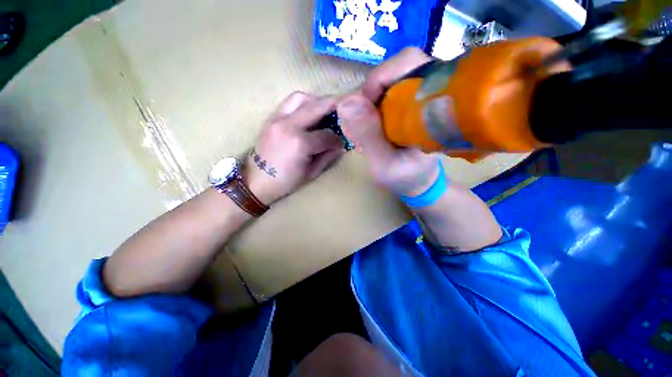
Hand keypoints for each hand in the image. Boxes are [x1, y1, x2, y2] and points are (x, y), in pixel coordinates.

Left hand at [245, 92, 344, 204]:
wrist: (255, 181)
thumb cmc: (285, 181)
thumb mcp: (311, 173)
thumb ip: (328, 156)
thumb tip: (342, 145)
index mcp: (300, 143)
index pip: (327, 134)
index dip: (338, 139)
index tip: (342, 142)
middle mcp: (289, 125)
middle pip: (317, 106)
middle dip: (334, 107)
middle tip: (343, 112)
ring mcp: (277, 118)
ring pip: (301, 97)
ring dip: (316, 101)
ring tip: (324, 111)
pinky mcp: (270, 118)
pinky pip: (289, 102)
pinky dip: (303, 104)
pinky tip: (308, 114)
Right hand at [338, 48, 441, 196]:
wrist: (417, 182)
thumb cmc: (405, 177)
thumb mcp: (384, 164)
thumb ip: (368, 136)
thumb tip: (345, 102)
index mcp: (433, 105)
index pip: (410, 62)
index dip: (381, 77)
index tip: (365, 106)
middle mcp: (428, 93)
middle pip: (397, 66)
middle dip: (372, 90)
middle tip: (363, 119)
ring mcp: (417, 97)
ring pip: (388, 78)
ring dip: (369, 100)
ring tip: (366, 127)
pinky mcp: (406, 104)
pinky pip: (384, 92)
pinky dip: (370, 106)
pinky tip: (369, 126)